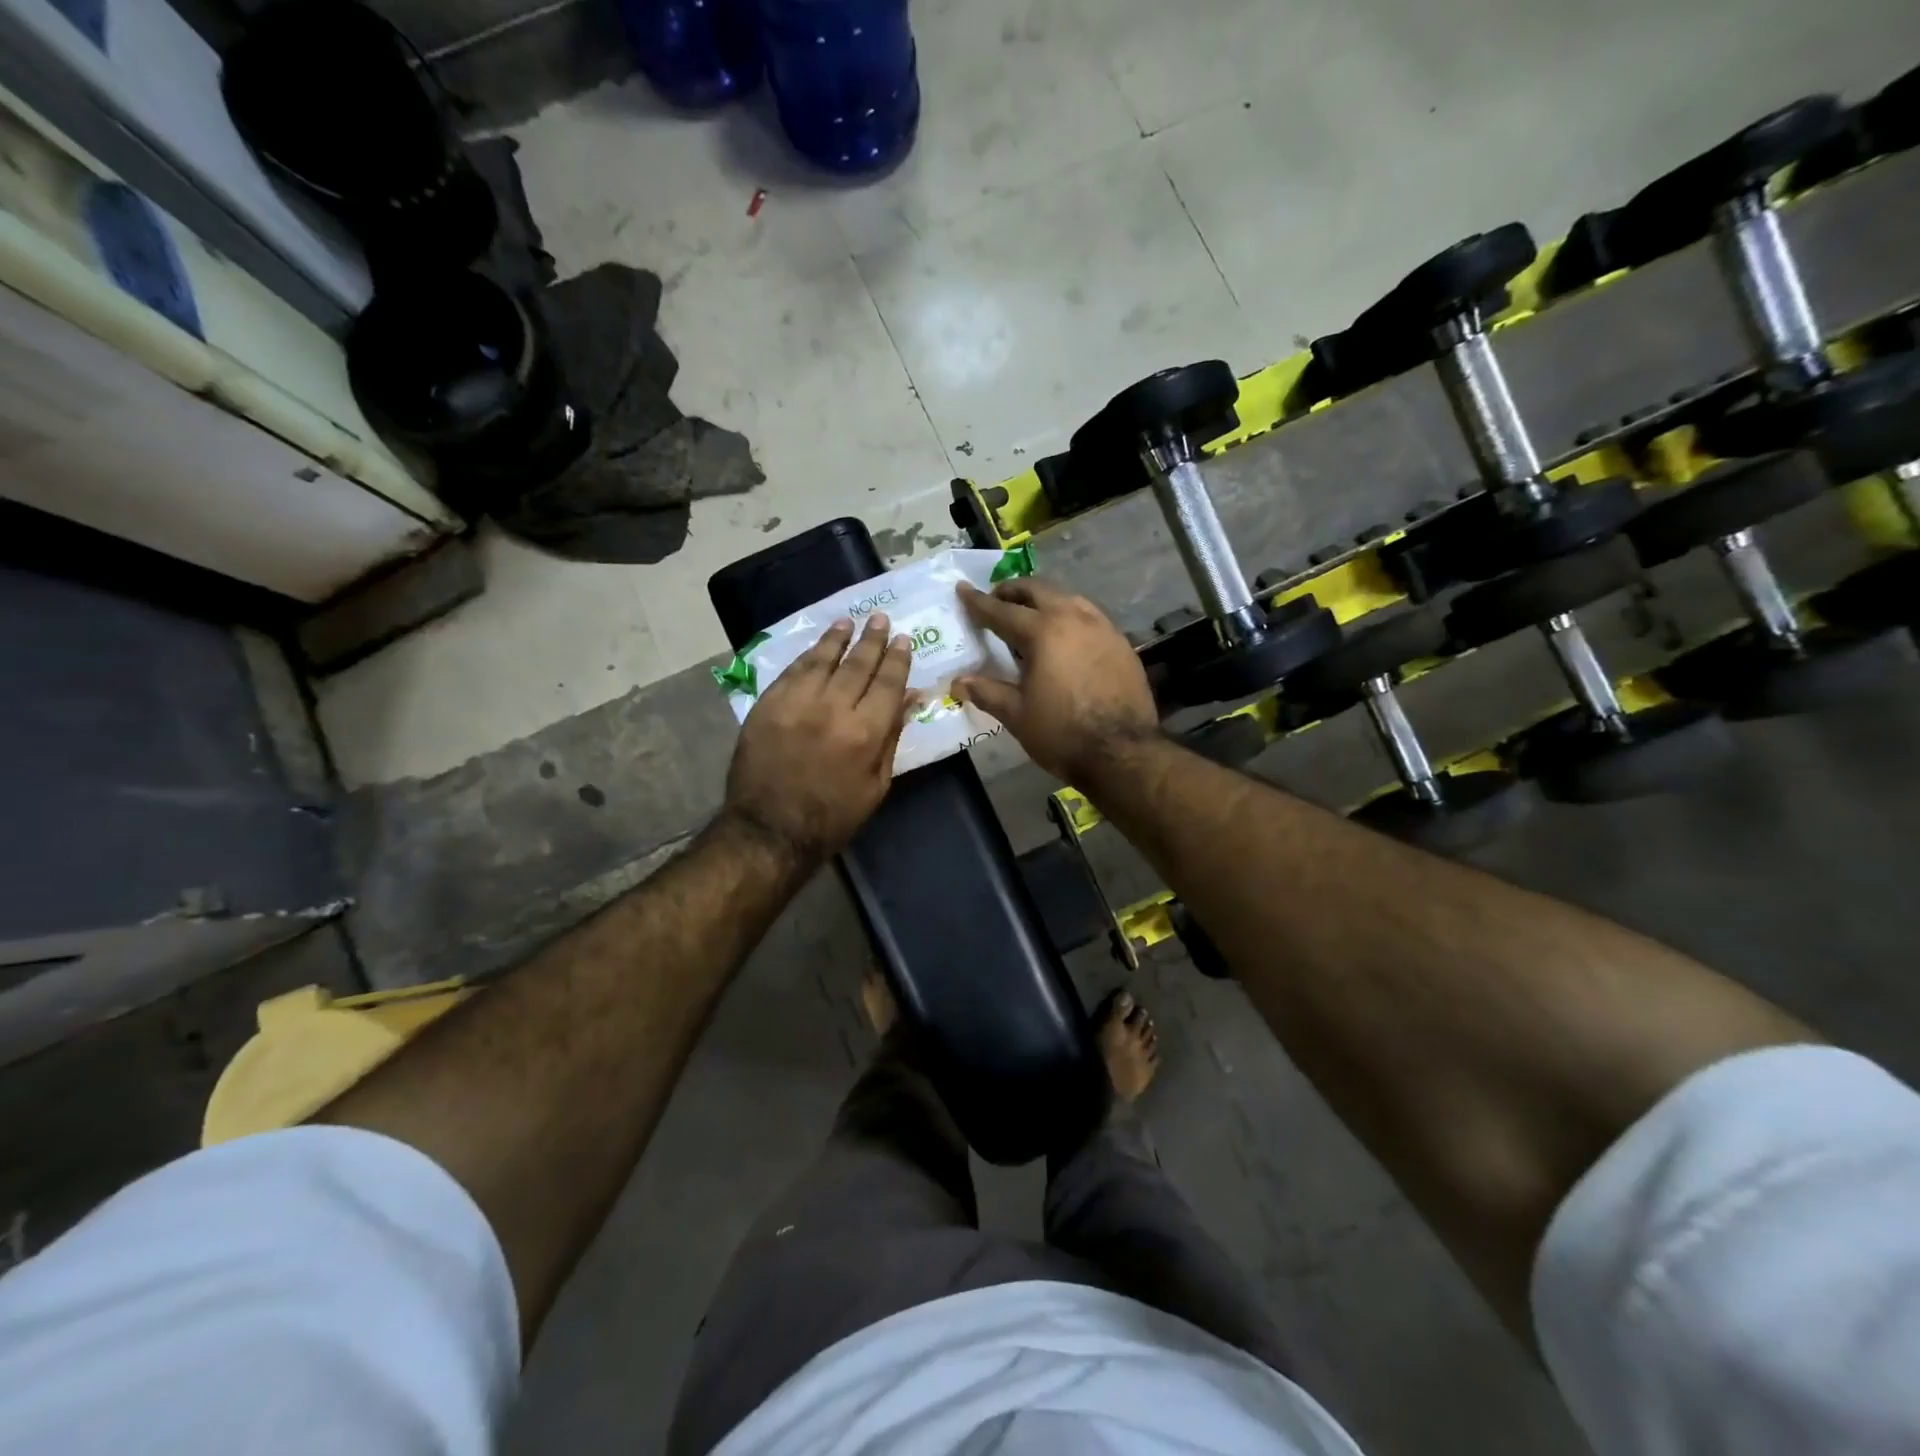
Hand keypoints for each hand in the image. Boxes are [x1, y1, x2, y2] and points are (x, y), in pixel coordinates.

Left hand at [725, 615, 912, 864]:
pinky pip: (791, 672)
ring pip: (821, 660)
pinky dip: (807, 656)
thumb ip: (892, 736)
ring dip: (837, 639)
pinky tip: (817, 647)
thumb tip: (910, 699)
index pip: (887, 683)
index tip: (904, 640)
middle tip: (880, 619)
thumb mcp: (876, 785)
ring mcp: (796, 704)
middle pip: (857, 665)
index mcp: (865, 732)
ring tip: (848, 622)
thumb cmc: (833, 817)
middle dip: (872, 640)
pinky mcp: (767, 706)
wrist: (770, 830)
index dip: (897, 659)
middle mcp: (832, 709)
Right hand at [955, 579, 1158, 781]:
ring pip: (1068, 598)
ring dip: (1044, 600)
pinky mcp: (1121, 643)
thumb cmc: (1062, 733)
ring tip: (1030, 615)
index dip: (979, 602)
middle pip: (1039, 591)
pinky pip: (1089, 616)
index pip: (1002, 611)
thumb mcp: (1017, 714)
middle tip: (996, 599)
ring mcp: (1103, 627)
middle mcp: (1074, 618)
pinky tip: (1065, 635)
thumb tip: (958, 683)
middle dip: (1014, 591)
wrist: (1122, 753)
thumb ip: (987, 692)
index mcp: (1044, 632)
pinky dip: (1069, 616)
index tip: (963, 589)